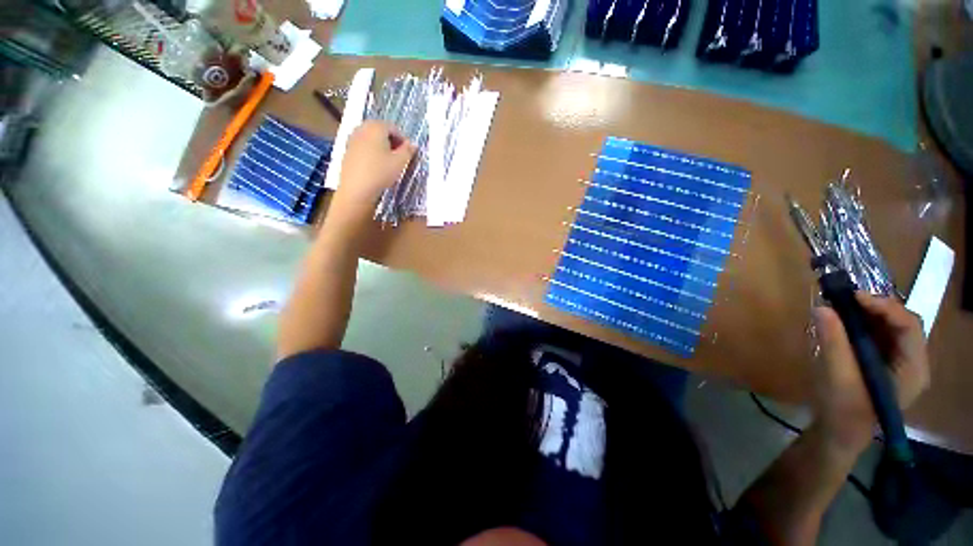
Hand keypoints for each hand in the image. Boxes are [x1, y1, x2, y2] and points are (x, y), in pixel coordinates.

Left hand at [332, 121, 415, 218]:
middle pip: (381, 131)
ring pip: (371, 139)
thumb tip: (412, 144)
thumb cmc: (380, 172)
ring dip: (382, 147)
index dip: (403, 140)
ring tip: (389, 162)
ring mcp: (352, 139)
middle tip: (400, 157)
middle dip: (392, 142)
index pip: (394, 128)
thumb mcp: (400, 162)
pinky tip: (376, 167)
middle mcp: (362, 128)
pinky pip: (363, 147)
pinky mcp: (347, 151)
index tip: (409, 153)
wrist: (356, 188)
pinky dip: (372, 152)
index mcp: (376, 127)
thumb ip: (408, 150)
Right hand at [811, 292, 929, 454]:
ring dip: (868, 313)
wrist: (839, 433)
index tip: (854, 296)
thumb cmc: (843, 410)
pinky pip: (879, 334)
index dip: (885, 307)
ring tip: (842, 305)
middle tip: (845, 298)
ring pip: (890, 326)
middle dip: (876, 307)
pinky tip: (844, 320)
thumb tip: (822, 308)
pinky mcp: (884, 362)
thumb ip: (834, 342)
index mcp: (913, 369)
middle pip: (902, 323)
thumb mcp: (838, 377)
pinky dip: (862, 323)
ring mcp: (899, 362)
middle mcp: (913, 362)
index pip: (909, 327)